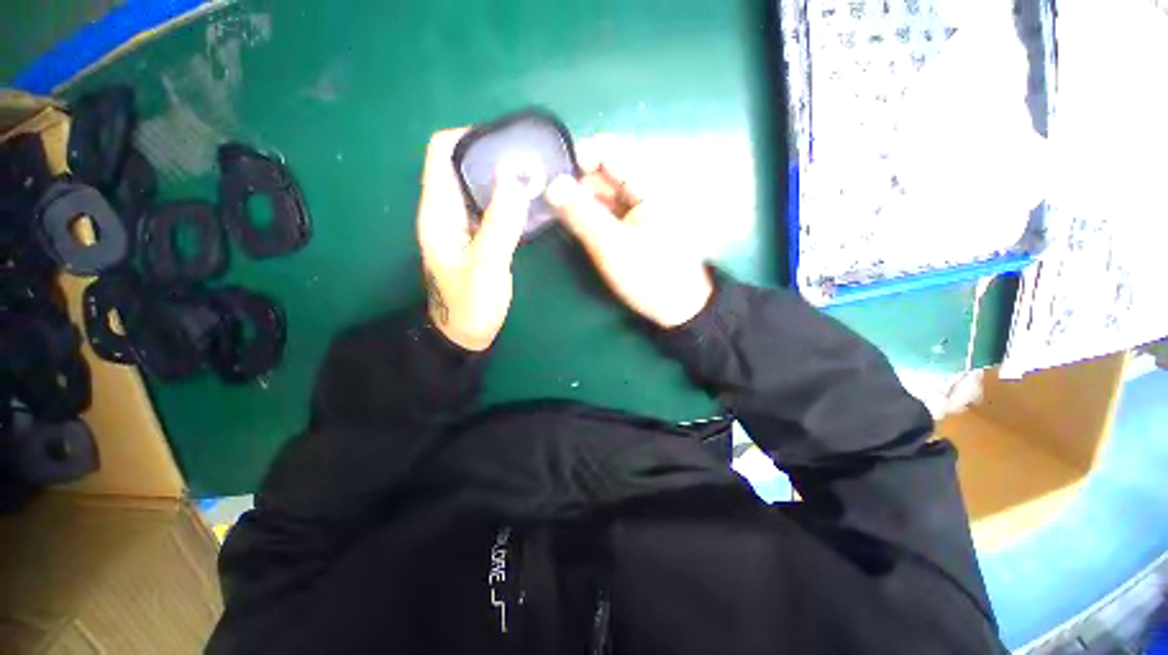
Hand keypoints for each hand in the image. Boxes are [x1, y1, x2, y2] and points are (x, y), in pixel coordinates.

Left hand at [417, 129, 532, 350]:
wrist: (466, 335)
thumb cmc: (471, 305)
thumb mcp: (487, 264)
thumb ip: (500, 222)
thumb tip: (514, 175)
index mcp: (438, 211)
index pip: (442, 152)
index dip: (470, 137)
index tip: (507, 142)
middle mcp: (446, 210)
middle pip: (462, 164)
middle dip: (493, 155)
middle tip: (529, 160)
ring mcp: (462, 223)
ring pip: (478, 184)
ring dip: (503, 176)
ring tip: (534, 176)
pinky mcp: (477, 236)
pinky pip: (490, 205)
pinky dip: (507, 198)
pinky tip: (528, 202)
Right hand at [545, 137, 713, 328]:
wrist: (678, 308)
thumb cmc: (651, 276)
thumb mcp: (612, 246)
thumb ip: (581, 215)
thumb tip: (551, 184)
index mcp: (647, 185)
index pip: (609, 152)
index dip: (578, 156)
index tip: (552, 174)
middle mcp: (642, 190)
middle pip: (602, 172)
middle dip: (574, 181)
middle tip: (545, 197)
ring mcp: (636, 209)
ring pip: (601, 193)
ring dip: (578, 200)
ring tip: (552, 210)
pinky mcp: (630, 226)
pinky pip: (605, 212)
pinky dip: (588, 215)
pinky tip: (571, 223)